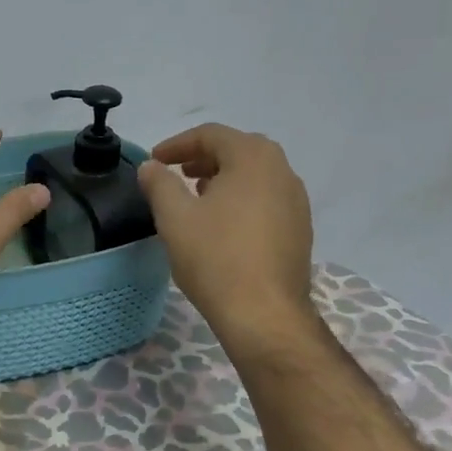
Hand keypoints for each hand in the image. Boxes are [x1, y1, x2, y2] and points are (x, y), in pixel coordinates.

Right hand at [137, 124, 321, 339]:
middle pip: (237, 150)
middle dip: (203, 157)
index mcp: (253, 158)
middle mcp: (282, 172)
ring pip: (254, 175)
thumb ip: (159, 183)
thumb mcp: (174, 216)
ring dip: (223, 177)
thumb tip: (151, 167)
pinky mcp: (300, 230)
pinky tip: (222, 224)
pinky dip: (241, 198)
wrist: (265, 315)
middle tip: (176, 173)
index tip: (155, 161)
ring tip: (196, 196)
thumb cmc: (216, 257)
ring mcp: (296, 202)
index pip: (211, 135)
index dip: (177, 144)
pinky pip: (266, 199)